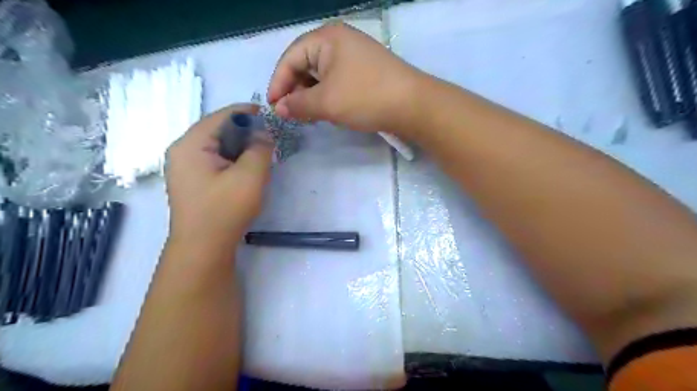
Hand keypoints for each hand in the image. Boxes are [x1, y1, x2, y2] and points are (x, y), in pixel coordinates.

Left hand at [165, 104, 271, 247]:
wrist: (203, 249)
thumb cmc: (225, 210)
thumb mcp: (250, 176)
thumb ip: (260, 149)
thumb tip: (264, 134)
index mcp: (190, 144)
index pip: (222, 116)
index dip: (248, 113)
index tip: (272, 117)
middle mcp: (182, 151)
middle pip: (218, 129)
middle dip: (246, 132)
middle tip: (269, 141)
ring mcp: (185, 167)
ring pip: (218, 146)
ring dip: (241, 147)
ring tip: (261, 156)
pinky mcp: (193, 181)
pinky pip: (215, 160)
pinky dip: (233, 160)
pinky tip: (247, 171)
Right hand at [268, 22, 425, 136]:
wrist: (413, 105)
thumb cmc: (365, 98)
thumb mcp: (326, 102)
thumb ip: (298, 105)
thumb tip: (279, 109)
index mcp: (326, 38)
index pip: (291, 58)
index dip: (278, 83)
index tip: (273, 108)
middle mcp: (339, 41)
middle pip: (305, 65)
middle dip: (296, 91)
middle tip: (292, 115)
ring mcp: (354, 56)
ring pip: (321, 75)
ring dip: (311, 96)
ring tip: (309, 116)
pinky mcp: (365, 71)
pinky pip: (337, 81)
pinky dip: (328, 96)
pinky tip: (328, 111)